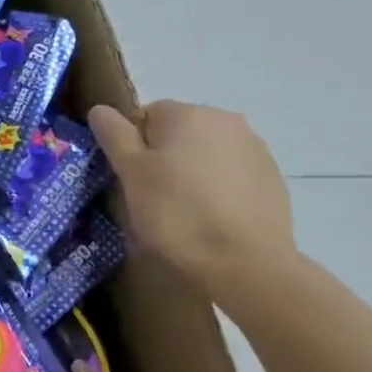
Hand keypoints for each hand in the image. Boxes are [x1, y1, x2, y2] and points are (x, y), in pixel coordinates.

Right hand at [89, 101, 294, 297]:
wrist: (243, 263)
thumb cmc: (176, 212)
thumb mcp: (131, 173)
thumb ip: (114, 135)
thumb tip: (100, 109)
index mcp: (187, 113)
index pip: (145, 116)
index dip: (132, 147)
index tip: (131, 179)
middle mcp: (225, 120)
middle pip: (178, 132)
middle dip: (164, 157)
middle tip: (153, 196)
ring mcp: (255, 148)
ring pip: (206, 152)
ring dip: (192, 171)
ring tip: (184, 210)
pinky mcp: (272, 177)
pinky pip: (231, 173)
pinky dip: (218, 188)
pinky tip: (212, 217)